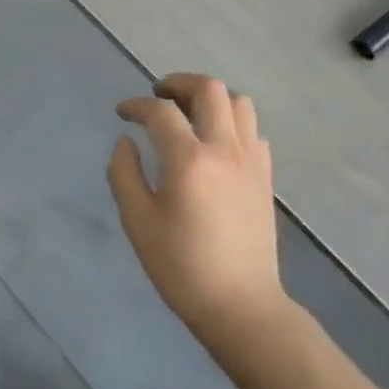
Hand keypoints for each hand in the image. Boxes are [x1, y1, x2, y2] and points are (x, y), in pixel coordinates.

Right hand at [108, 73, 288, 341]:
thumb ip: (124, 173)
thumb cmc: (182, 267)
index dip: (137, 106)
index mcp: (189, 159)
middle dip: (179, 82)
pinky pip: (253, 130)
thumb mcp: (138, 222)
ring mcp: (251, 160)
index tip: (122, 112)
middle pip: (209, 89)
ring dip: (211, 98)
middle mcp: (224, 149)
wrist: (240, 305)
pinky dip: (232, 122)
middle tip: (158, 95)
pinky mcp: (265, 175)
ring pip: (239, 102)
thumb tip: (125, 141)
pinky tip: (216, 142)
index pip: (160, 112)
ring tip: (190, 112)